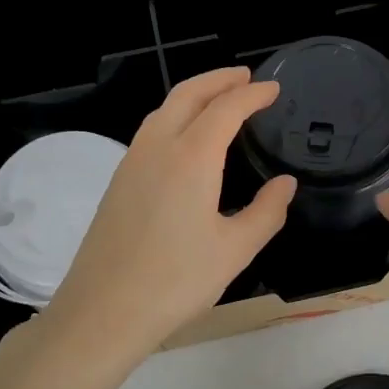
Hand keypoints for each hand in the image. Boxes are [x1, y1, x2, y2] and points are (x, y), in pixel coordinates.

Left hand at [40, 67, 295, 364]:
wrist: (103, 310)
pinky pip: (151, 131)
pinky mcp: (118, 181)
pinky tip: (186, 139)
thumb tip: (285, 184)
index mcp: (191, 158)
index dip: (252, 95)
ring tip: (219, 100)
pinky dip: (175, 117)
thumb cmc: (176, 281)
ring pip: (164, 110)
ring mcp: (131, 162)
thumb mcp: (235, 250)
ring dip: (194, 95)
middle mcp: (157, 148)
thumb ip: (267, 212)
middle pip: (188, 94)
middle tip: (245, 78)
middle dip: (218, 80)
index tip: (273, 89)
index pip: (226, 109)